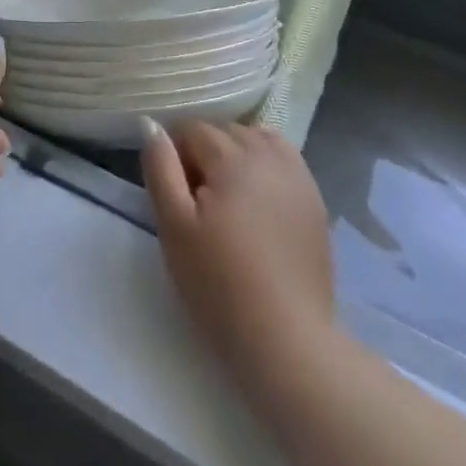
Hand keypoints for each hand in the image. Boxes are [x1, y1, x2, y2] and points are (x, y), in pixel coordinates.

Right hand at [141, 120, 335, 393]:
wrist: (286, 340)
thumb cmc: (217, 282)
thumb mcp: (173, 224)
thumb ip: (160, 167)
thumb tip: (150, 125)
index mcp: (232, 157)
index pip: (191, 130)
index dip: (174, 158)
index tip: (174, 197)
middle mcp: (269, 155)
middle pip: (224, 131)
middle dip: (204, 154)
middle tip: (197, 204)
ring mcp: (298, 178)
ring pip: (255, 139)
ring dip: (235, 155)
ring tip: (226, 199)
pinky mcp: (315, 201)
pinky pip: (284, 159)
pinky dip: (265, 164)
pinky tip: (257, 200)